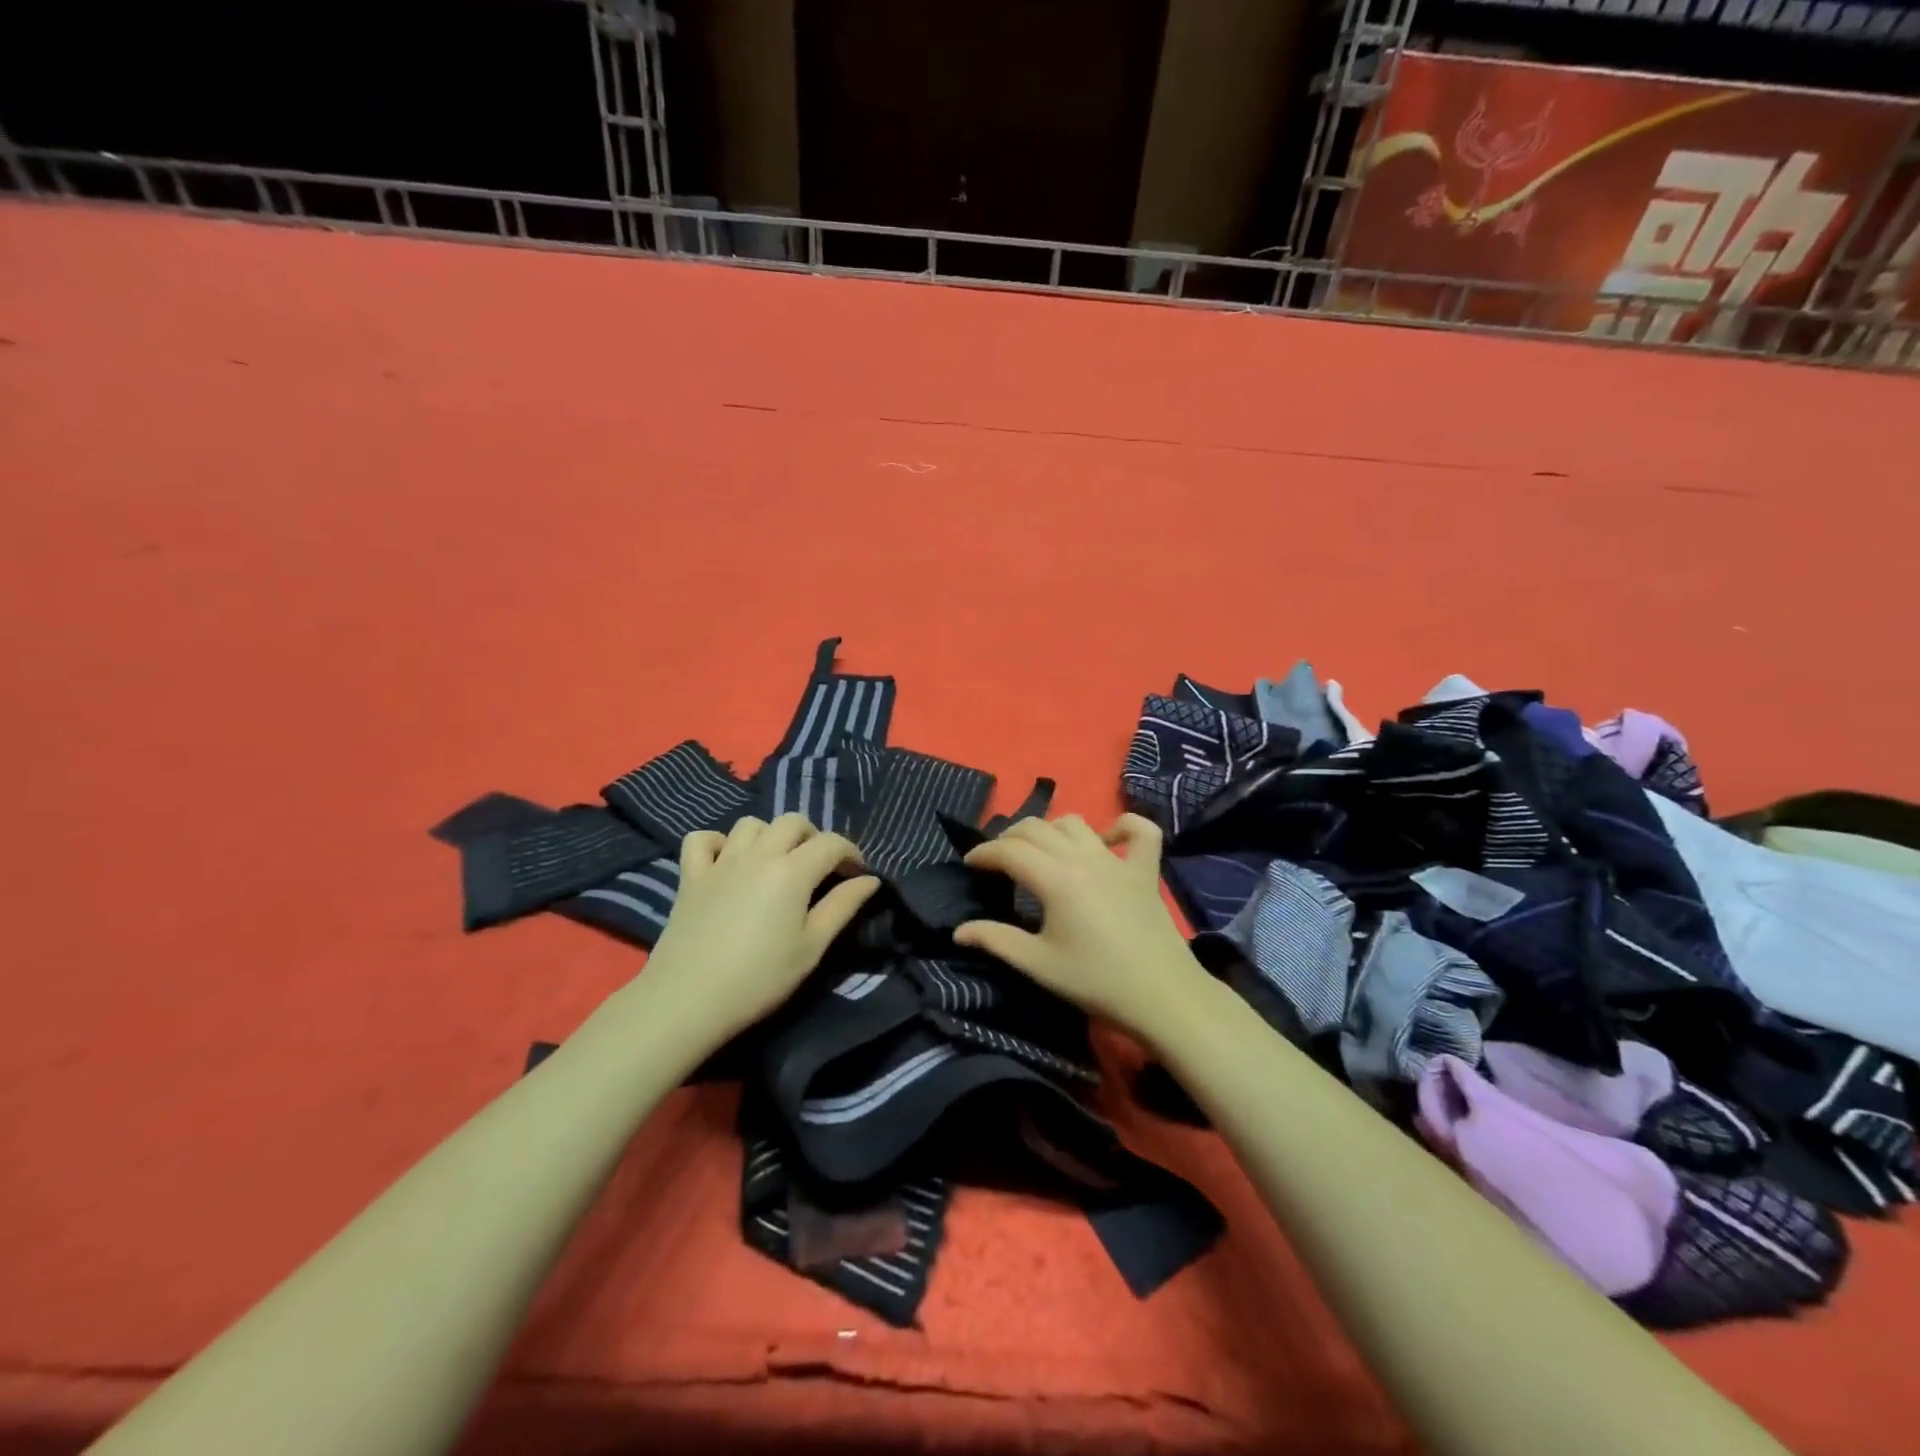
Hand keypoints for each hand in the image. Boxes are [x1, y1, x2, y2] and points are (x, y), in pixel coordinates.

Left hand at [640, 814, 881, 1044]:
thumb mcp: (812, 947)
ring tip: (776, 863)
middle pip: (793, 822)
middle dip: (813, 837)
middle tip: (819, 869)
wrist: (688, 998)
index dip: (851, 853)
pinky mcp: (690, 875)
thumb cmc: (760, 977)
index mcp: (793, 870)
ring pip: (751, 824)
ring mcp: (720, 861)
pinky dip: (718, 843)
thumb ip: (843, 907)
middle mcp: (758, 854)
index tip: (857, 875)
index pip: (832, 843)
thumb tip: (871, 880)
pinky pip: (702, 839)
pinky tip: (726, 862)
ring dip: (770, 835)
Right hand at [952, 813, 1213, 1040]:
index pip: (1009, 851)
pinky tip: (1105, 841)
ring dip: (1050, 829)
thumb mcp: (1038, 965)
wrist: (1162, 997)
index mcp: (1056, 878)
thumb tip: (959, 931)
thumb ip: (996, 940)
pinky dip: (1120, 826)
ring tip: (1039, 851)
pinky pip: (1138, 830)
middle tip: (997, 860)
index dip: (983, 853)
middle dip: (1009, 837)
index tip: (969, 864)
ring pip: (1075, 823)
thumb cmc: (1096, 982)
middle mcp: (1084, 857)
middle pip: (1037, 828)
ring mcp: (1118, 860)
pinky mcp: (1146, 870)